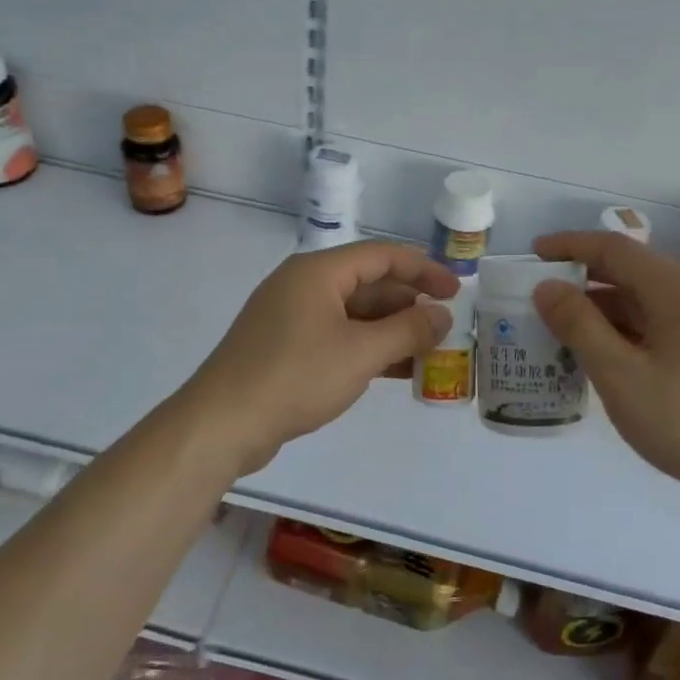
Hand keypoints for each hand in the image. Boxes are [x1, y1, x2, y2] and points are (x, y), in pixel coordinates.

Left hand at [184, 241, 458, 473]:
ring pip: (352, 314)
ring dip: (390, 331)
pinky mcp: (283, 347)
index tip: (456, 291)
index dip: (423, 270)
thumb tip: (442, 315)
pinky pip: (336, 336)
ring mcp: (290, 317)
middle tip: (444, 329)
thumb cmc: (296, 376)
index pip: (381, 256)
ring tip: (427, 353)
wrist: (223, 423)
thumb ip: (408, 331)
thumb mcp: (361, 353)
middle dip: (408, 306)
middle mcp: (303, 285)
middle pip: (367, 284)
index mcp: (318, 272)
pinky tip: (394, 371)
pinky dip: (366, 348)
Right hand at [532, 232, 679, 506]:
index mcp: (679, 291)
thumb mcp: (621, 376)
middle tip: (543, 299)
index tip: (535, 253)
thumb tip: (548, 287)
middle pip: (634, 273)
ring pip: (651, 303)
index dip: (571, 246)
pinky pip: (668, 326)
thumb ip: (579, 326)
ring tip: (568, 333)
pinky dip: (632, 331)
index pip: (615, 249)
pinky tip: (612, 358)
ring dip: (607, 311)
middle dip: (585, 281)